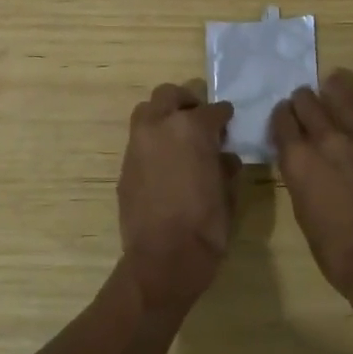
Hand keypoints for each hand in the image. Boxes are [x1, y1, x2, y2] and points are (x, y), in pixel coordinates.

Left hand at [117, 82, 238, 315]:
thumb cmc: (206, 225)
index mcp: (192, 128)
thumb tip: (224, 157)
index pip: (213, 110)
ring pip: (147, 112)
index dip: (224, 116)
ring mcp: (137, 144)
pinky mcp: (124, 165)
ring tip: (178, 139)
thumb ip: (225, 166)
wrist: (164, 258)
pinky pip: (139, 141)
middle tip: (199, 120)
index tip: (228, 123)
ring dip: (163, 117)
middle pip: (169, 95)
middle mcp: (160, 126)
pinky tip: (165, 165)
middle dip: (186, 103)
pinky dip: (152, 143)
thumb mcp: (228, 192)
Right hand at [270, 37, 352, 311]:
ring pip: (339, 87)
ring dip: (333, 88)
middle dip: (306, 103)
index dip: (285, 119)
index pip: (282, 119)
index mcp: (297, 160)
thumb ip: (300, 177)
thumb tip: (302, 159)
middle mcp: (325, 137)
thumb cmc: (343, 256)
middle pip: (307, 100)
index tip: (290, 124)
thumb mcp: (305, 217)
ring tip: (338, 91)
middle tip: (314, 113)